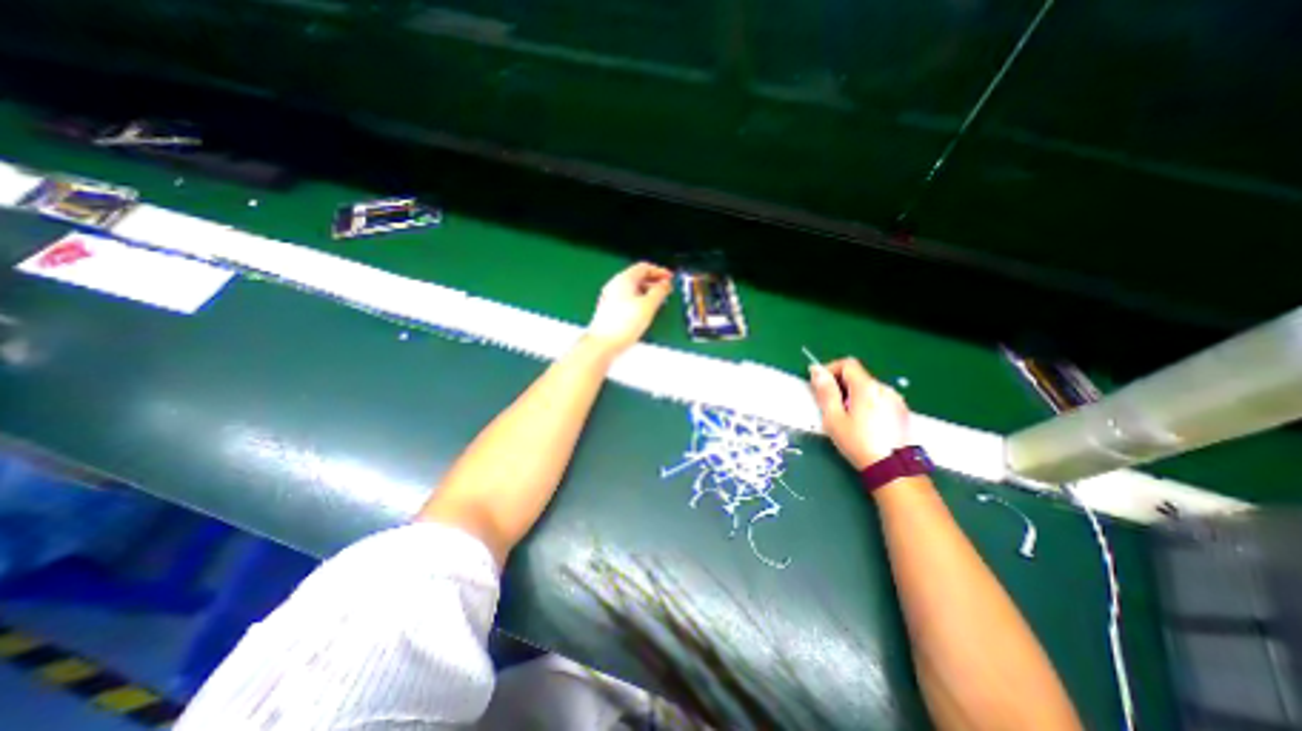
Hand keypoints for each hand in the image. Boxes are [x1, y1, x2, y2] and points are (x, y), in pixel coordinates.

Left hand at [589, 263, 671, 356]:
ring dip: (647, 293)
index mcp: (624, 279)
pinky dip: (639, 301)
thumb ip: (659, 292)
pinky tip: (645, 312)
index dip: (659, 272)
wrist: (603, 343)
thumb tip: (665, 284)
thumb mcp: (648, 305)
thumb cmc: (624, 323)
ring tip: (659, 302)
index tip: (670, 279)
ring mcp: (610, 297)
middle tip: (666, 291)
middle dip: (654, 282)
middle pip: (638, 277)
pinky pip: (627, 299)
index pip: (644, 267)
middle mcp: (615, 285)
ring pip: (633, 289)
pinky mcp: (609, 309)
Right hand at [810, 356, 907, 467]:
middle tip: (831, 406)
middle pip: (858, 376)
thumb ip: (825, 391)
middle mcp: (884, 388)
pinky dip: (868, 404)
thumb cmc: (858, 443)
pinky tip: (864, 424)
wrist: (893, 469)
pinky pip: (880, 399)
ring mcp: (896, 400)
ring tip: (847, 418)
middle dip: (841, 385)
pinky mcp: (902, 412)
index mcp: (866, 387)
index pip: (847, 364)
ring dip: (855, 395)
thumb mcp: (834, 418)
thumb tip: (816, 370)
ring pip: (869, 388)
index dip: (831, 369)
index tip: (821, 385)